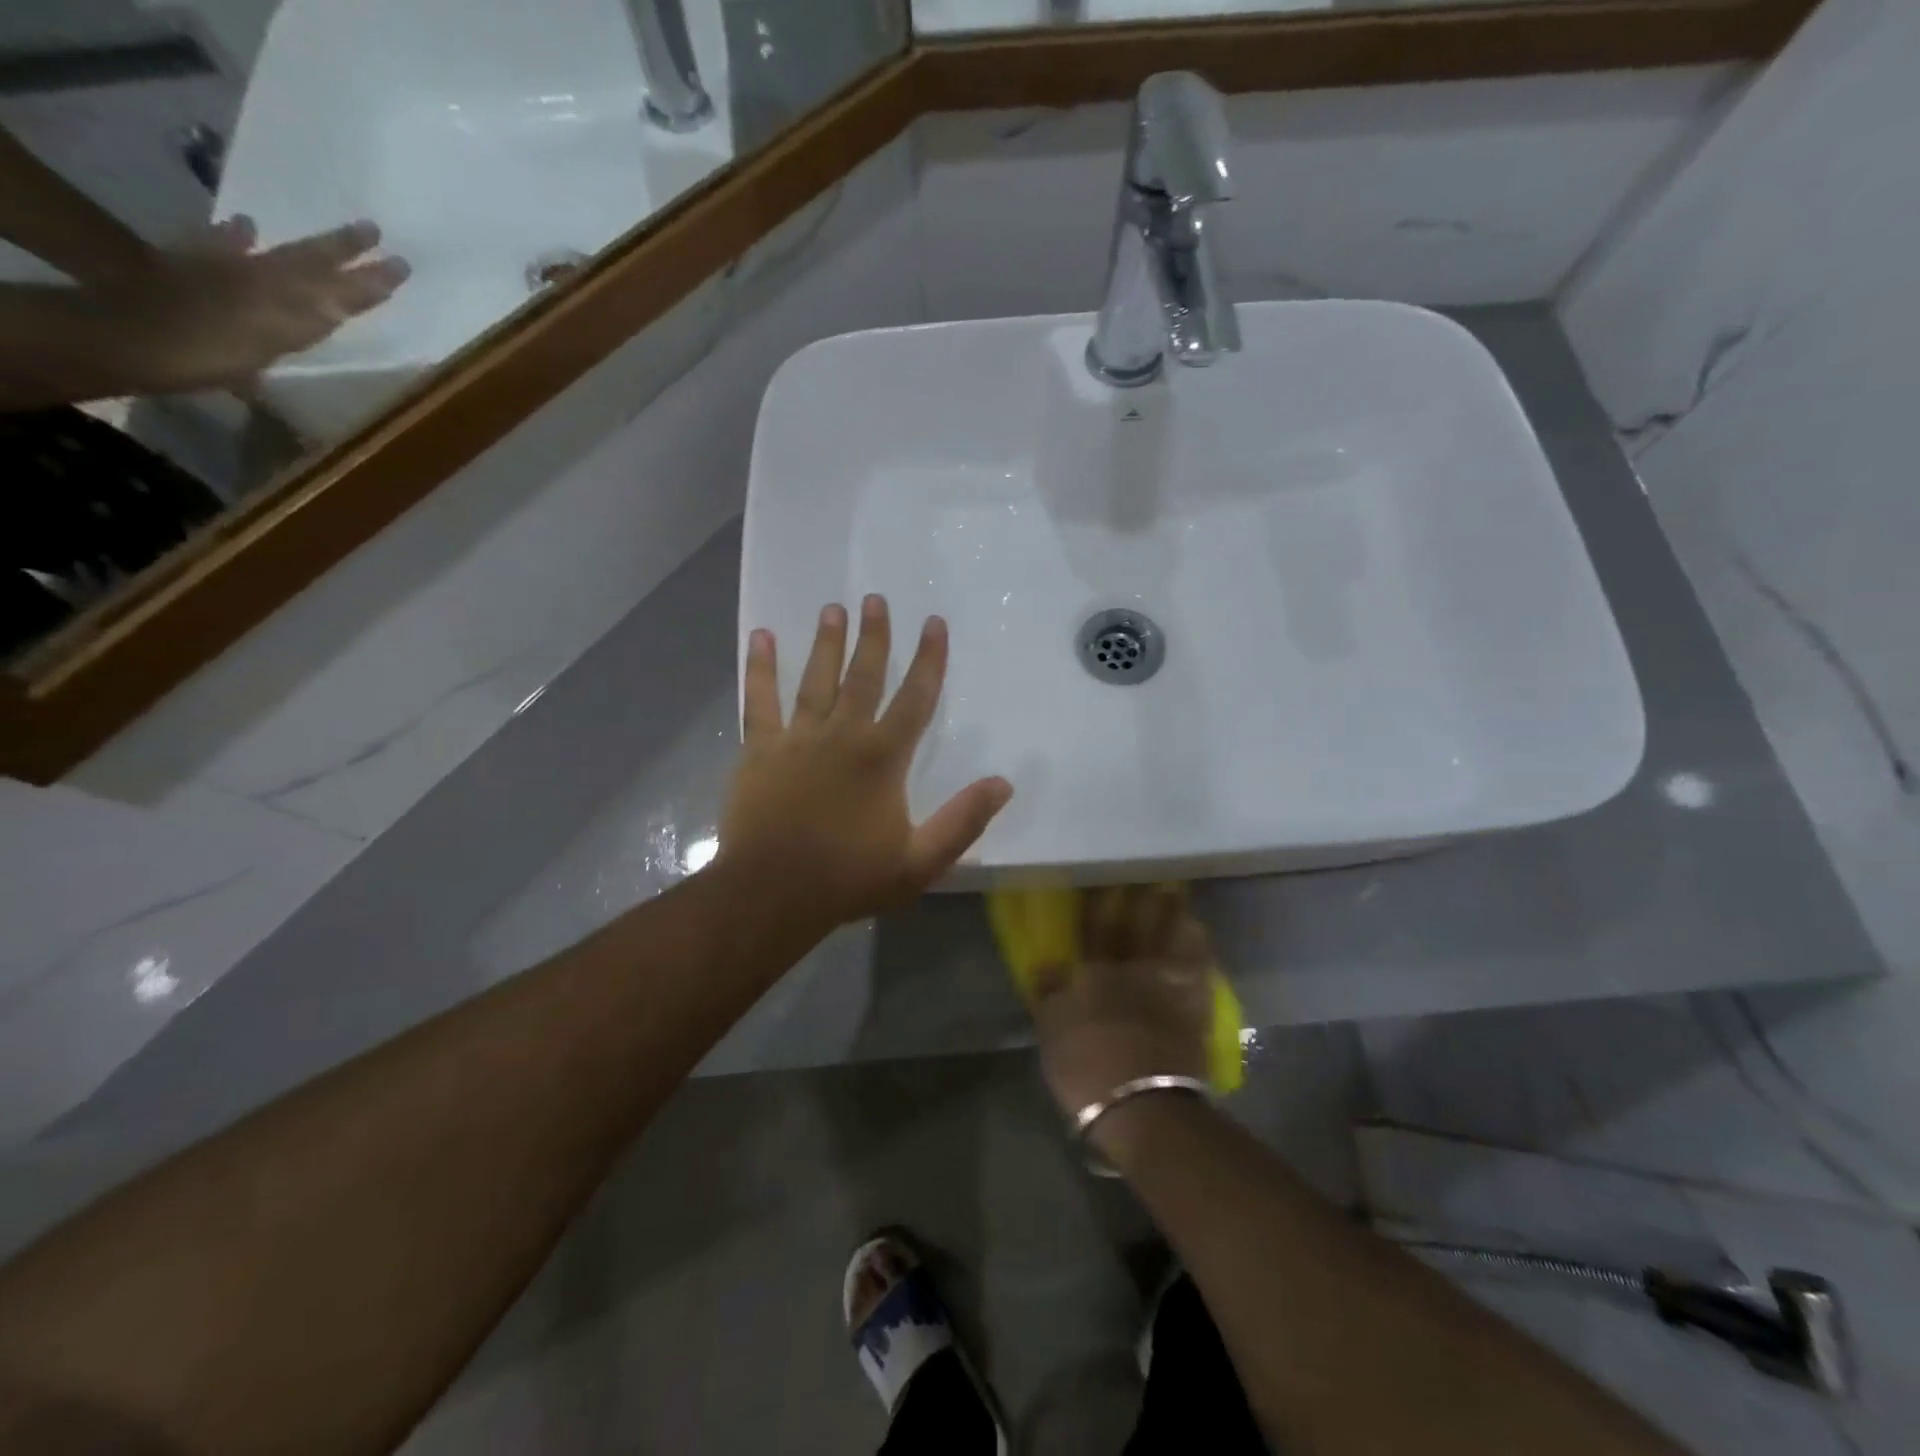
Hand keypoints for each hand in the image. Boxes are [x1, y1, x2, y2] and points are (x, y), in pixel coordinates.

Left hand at [114, 217, 409, 393]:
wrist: (129, 337)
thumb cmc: (207, 353)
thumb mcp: (267, 340)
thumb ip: (306, 314)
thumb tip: (348, 297)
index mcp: (288, 299)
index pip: (342, 290)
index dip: (372, 280)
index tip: (402, 266)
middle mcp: (264, 278)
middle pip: (311, 261)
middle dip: (345, 250)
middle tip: (373, 231)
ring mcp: (228, 271)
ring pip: (280, 254)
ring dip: (307, 247)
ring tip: (331, 234)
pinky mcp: (194, 269)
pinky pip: (224, 248)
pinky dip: (237, 238)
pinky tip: (245, 228)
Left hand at [719, 595, 1012, 934]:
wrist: (772, 894)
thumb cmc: (849, 878)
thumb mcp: (920, 861)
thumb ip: (963, 820)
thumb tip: (1003, 783)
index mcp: (883, 757)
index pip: (915, 698)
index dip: (929, 659)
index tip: (934, 623)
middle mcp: (843, 735)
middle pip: (863, 676)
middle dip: (874, 636)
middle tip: (876, 599)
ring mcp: (797, 739)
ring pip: (816, 679)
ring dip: (826, 642)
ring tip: (833, 607)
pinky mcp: (760, 750)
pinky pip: (760, 700)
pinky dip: (760, 668)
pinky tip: (761, 637)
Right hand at [1033, 885, 1213, 1126]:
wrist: (1141, 1105)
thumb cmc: (1085, 1069)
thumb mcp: (1051, 1034)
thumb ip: (1050, 995)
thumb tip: (1045, 965)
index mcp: (1093, 974)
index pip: (1093, 930)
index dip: (1098, 905)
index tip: (1104, 883)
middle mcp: (1131, 970)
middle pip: (1136, 928)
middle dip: (1141, 902)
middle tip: (1150, 877)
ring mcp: (1165, 988)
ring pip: (1170, 941)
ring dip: (1174, 917)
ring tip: (1179, 898)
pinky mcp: (1192, 1009)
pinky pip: (1198, 970)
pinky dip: (1200, 950)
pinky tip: (1201, 938)